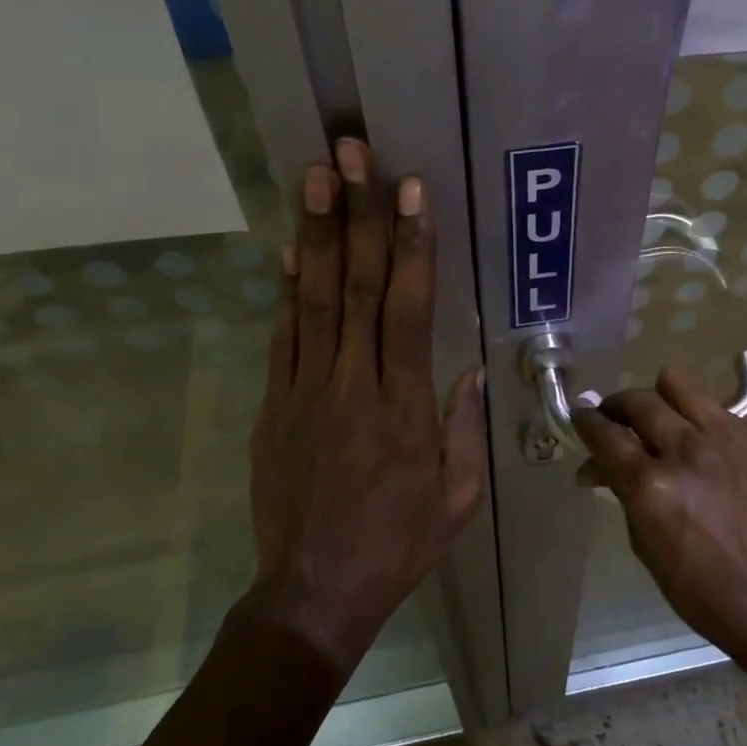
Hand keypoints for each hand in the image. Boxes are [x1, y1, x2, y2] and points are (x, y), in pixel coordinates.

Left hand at [243, 139, 486, 672]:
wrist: (316, 590)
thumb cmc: (399, 542)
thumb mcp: (458, 494)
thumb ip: (465, 426)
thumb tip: (472, 367)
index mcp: (403, 406)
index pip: (406, 309)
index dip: (409, 244)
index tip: (410, 191)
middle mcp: (352, 384)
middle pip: (354, 287)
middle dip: (356, 215)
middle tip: (351, 154)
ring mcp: (305, 391)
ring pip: (312, 300)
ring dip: (315, 234)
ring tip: (315, 177)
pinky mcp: (274, 405)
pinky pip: (282, 336)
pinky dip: (285, 290)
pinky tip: (288, 250)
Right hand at [572, 368, 746, 665]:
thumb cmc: (702, 589)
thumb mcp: (645, 545)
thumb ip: (623, 493)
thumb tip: (598, 466)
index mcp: (652, 483)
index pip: (605, 433)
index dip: (586, 422)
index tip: (581, 417)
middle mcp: (688, 448)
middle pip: (639, 401)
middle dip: (618, 406)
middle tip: (617, 418)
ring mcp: (731, 436)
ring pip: (680, 385)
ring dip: (662, 399)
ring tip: (665, 417)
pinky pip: (724, 413)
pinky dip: (709, 427)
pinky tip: (716, 453)